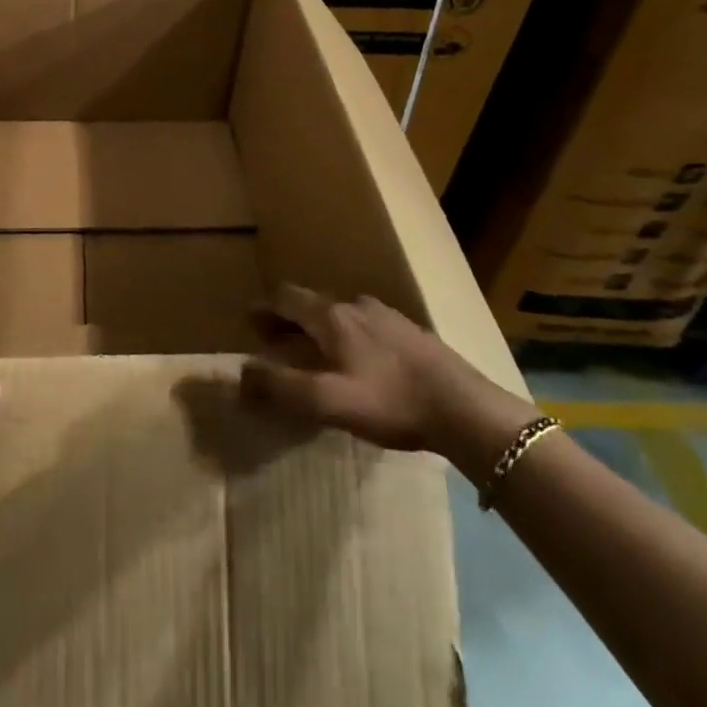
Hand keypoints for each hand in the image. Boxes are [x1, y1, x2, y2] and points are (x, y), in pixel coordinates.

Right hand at [241, 285, 534, 469]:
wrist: (466, 409)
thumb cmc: (391, 402)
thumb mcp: (327, 401)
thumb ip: (280, 387)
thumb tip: (240, 373)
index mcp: (331, 317)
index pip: (286, 298)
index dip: (264, 308)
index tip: (250, 321)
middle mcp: (356, 305)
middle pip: (312, 304)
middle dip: (288, 319)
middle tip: (274, 339)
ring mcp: (388, 316)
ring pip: (341, 313)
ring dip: (320, 326)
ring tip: (315, 350)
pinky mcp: (412, 333)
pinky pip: (367, 326)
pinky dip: (348, 335)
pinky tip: (360, 361)